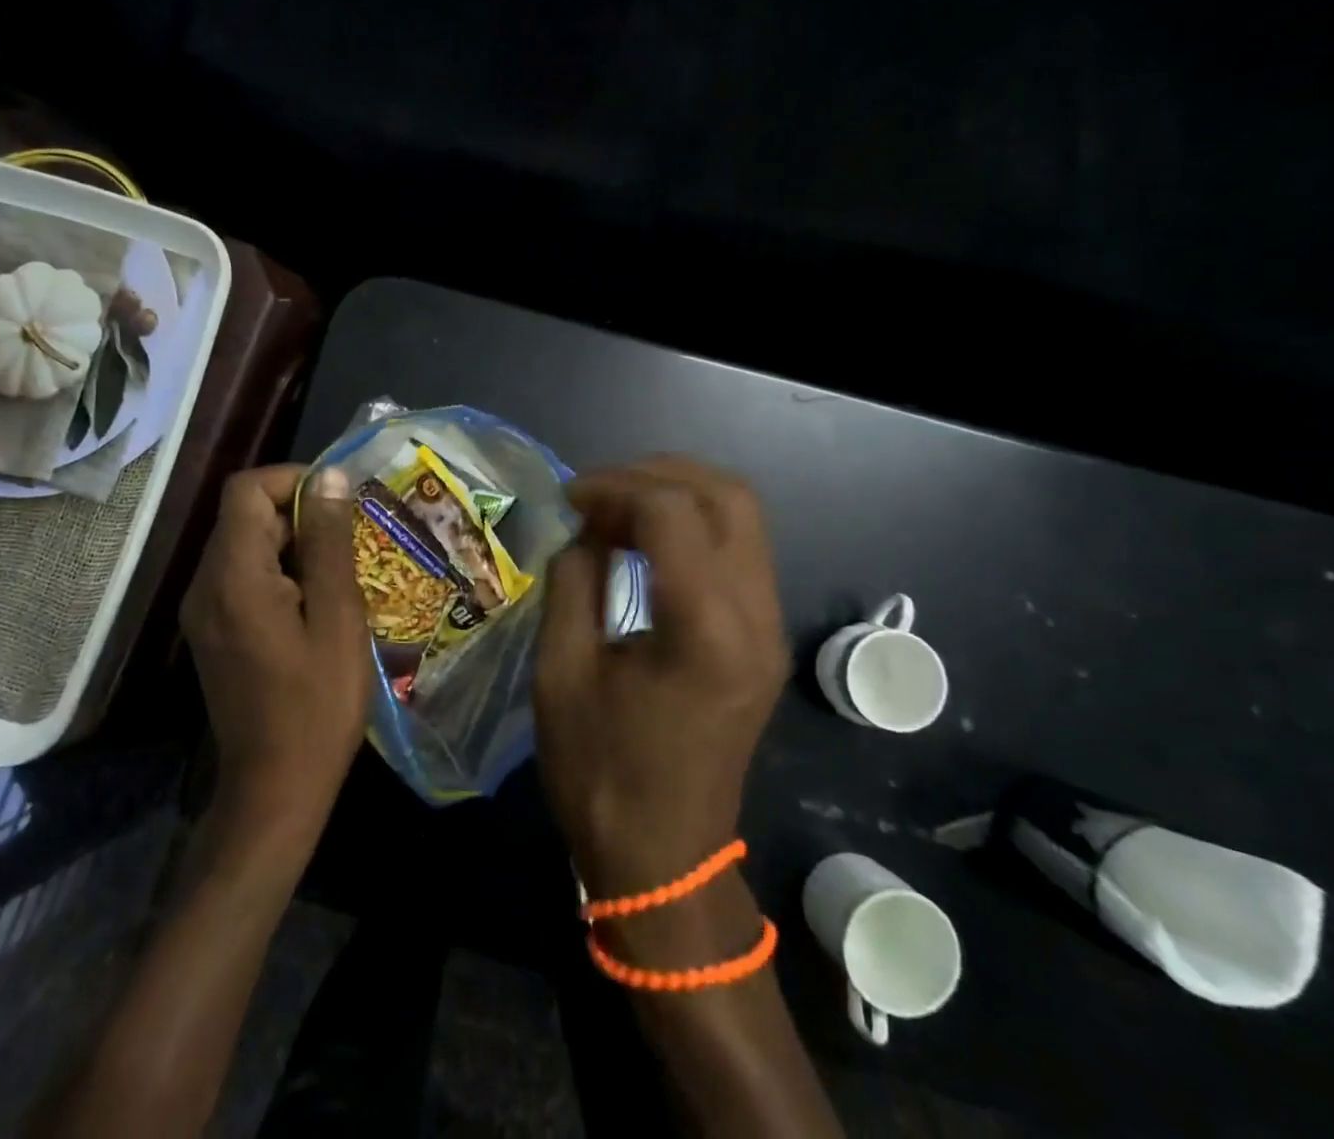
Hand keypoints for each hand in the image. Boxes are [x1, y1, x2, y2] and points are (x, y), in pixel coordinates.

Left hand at [180, 464, 368, 826]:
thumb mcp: (337, 618)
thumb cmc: (317, 705)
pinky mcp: (214, 630)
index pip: (246, 489)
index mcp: (233, 577)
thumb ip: (330, 543)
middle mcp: (205, 584)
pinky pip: (244, 576)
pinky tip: (319, 603)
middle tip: (353, 543)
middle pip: (245, 515)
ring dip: (295, 544)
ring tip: (343, 573)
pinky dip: (282, 571)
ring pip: (247, 544)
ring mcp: (204, 610)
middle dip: (300, 515)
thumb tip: (330, 477)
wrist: (275, 788)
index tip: (339, 502)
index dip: (292, 479)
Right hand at [534, 458, 789, 896]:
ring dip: (679, 494)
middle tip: (599, 491)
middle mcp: (756, 617)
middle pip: (728, 496)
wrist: (664, 860)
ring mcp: (771, 627)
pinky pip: (741, 550)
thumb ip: (574, 581)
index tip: (567, 496)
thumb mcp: (562, 672)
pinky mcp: (767, 638)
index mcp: (704, 629)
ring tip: (618, 509)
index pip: (672, 511)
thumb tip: (587, 530)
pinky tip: (646, 542)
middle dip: (657, 473)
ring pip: (743, 516)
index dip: (614, 486)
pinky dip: (694, 526)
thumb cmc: (600, 773)